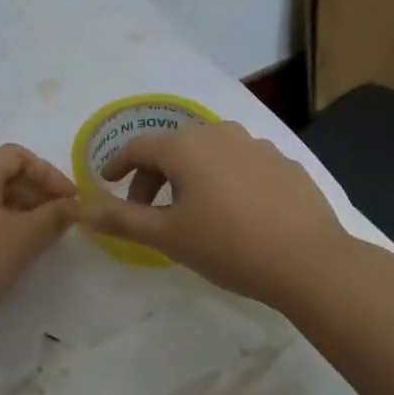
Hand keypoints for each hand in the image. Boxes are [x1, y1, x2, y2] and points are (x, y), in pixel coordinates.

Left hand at [0, 144, 78, 353]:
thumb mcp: (24, 238)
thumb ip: (54, 216)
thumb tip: (74, 206)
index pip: (17, 156)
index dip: (48, 173)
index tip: (71, 200)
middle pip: (4, 176)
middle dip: (38, 193)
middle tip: (63, 220)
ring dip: (23, 213)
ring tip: (46, 238)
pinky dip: (3, 229)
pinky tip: (17, 253)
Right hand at [83, 120, 345, 302]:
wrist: (310, 261)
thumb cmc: (228, 245)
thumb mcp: (167, 236)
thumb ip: (122, 219)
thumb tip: (83, 208)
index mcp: (186, 146)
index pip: (139, 146)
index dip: (118, 163)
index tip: (107, 182)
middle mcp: (219, 133)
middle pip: (174, 147)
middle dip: (154, 175)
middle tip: (147, 209)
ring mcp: (256, 145)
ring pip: (209, 153)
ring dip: (191, 176)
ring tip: (192, 210)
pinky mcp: (284, 163)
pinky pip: (241, 164)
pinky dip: (226, 180)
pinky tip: (235, 211)